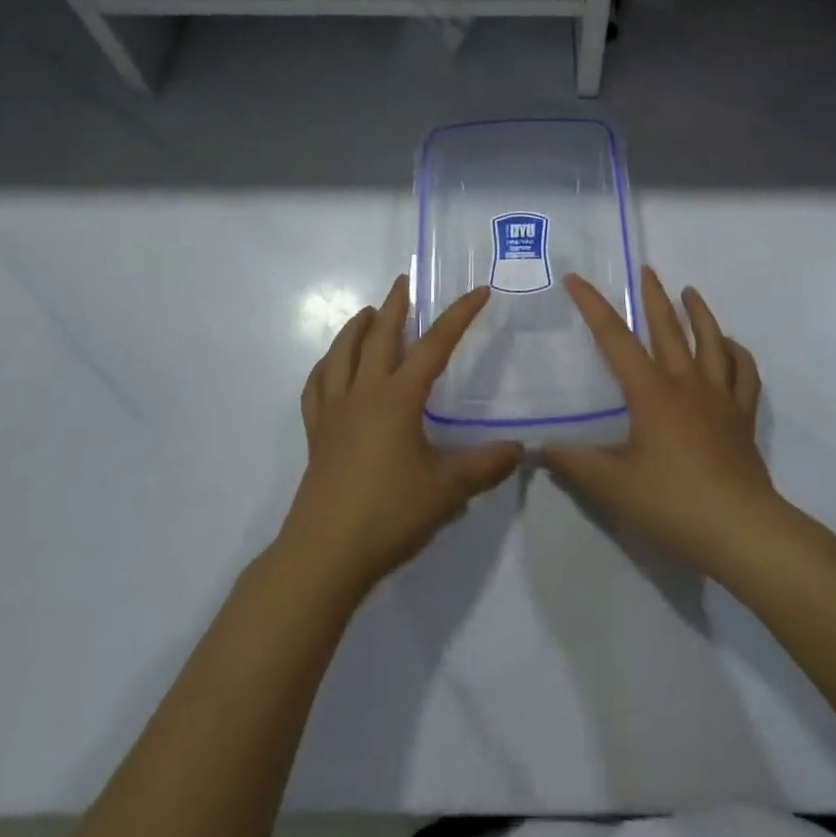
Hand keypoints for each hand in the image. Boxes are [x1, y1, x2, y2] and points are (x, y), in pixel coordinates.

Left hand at [278, 275, 522, 601]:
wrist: (324, 555)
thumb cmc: (389, 514)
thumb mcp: (447, 491)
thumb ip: (485, 466)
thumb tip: (519, 450)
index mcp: (397, 398)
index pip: (434, 345)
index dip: (458, 316)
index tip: (478, 292)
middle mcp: (363, 394)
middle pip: (378, 336)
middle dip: (394, 305)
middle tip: (403, 282)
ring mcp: (334, 412)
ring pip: (341, 354)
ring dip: (355, 328)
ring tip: (367, 313)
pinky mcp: (316, 434)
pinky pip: (317, 387)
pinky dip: (326, 366)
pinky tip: (332, 367)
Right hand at [543, 267, 784, 580]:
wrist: (741, 530)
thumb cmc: (673, 504)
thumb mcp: (613, 488)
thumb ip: (575, 464)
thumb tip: (538, 448)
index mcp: (651, 393)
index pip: (615, 338)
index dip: (593, 306)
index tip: (576, 279)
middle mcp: (686, 384)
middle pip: (668, 328)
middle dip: (653, 296)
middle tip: (646, 270)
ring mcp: (719, 398)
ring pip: (711, 342)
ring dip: (699, 313)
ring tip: (690, 292)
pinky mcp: (743, 417)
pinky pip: (744, 374)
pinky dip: (737, 354)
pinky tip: (730, 346)